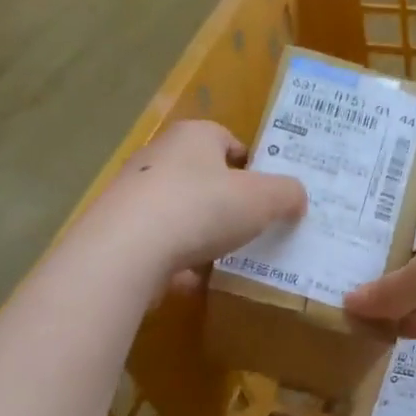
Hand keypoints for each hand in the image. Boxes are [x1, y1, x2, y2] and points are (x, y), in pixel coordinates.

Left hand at [85, 121, 305, 295]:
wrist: (126, 251)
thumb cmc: (202, 208)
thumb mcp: (263, 199)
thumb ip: (287, 194)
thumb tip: (297, 197)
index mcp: (193, 136)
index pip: (227, 139)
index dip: (251, 164)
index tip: (266, 192)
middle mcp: (158, 156)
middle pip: (202, 175)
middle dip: (226, 200)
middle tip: (251, 225)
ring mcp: (133, 194)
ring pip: (179, 210)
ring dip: (200, 232)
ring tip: (225, 256)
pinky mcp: (118, 230)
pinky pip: (158, 242)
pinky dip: (176, 258)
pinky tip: (192, 279)